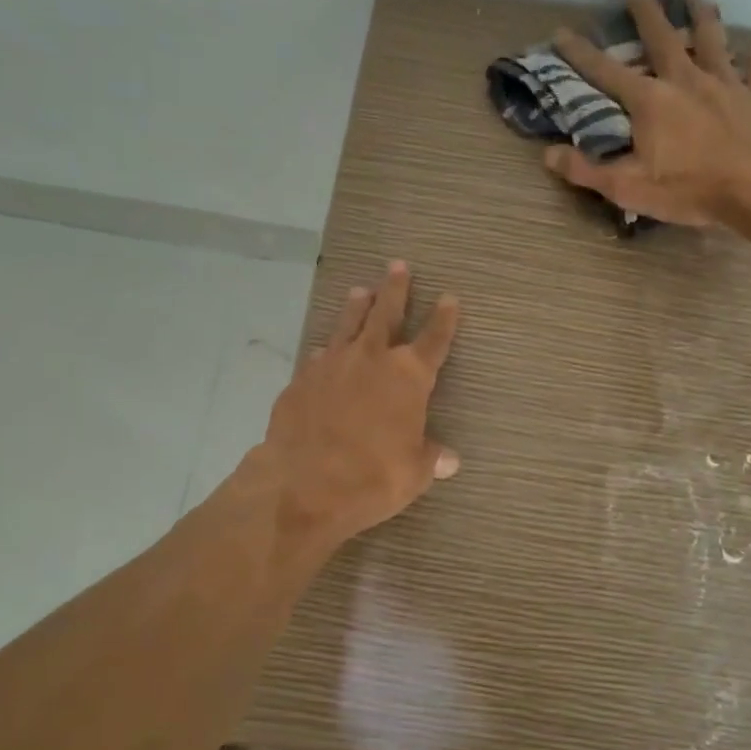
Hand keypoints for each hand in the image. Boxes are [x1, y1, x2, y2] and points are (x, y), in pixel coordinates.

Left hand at [260, 260, 460, 548]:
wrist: (303, 483)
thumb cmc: (372, 477)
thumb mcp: (413, 473)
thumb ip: (430, 457)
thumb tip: (449, 459)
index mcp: (408, 377)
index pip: (433, 340)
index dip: (444, 319)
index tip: (450, 298)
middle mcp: (371, 359)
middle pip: (386, 314)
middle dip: (395, 289)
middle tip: (398, 266)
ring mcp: (332, 365)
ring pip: (348, 325)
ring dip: (356, 307)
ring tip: (361, 290)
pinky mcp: (301, 380)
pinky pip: (318, 356)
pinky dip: (327, 350)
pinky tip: (324, 350)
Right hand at [545, 0, 750, 226]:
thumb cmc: (689, 190)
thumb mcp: (627, 187)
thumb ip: (586, 170)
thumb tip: (548, 155)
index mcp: (650, 101)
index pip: (606, 71)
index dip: (581, 52)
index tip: (563, 32)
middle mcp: (686, 80)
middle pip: (663, 38)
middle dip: (647, 13)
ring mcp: (726, 85)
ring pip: (712, 40)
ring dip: (702, 16)